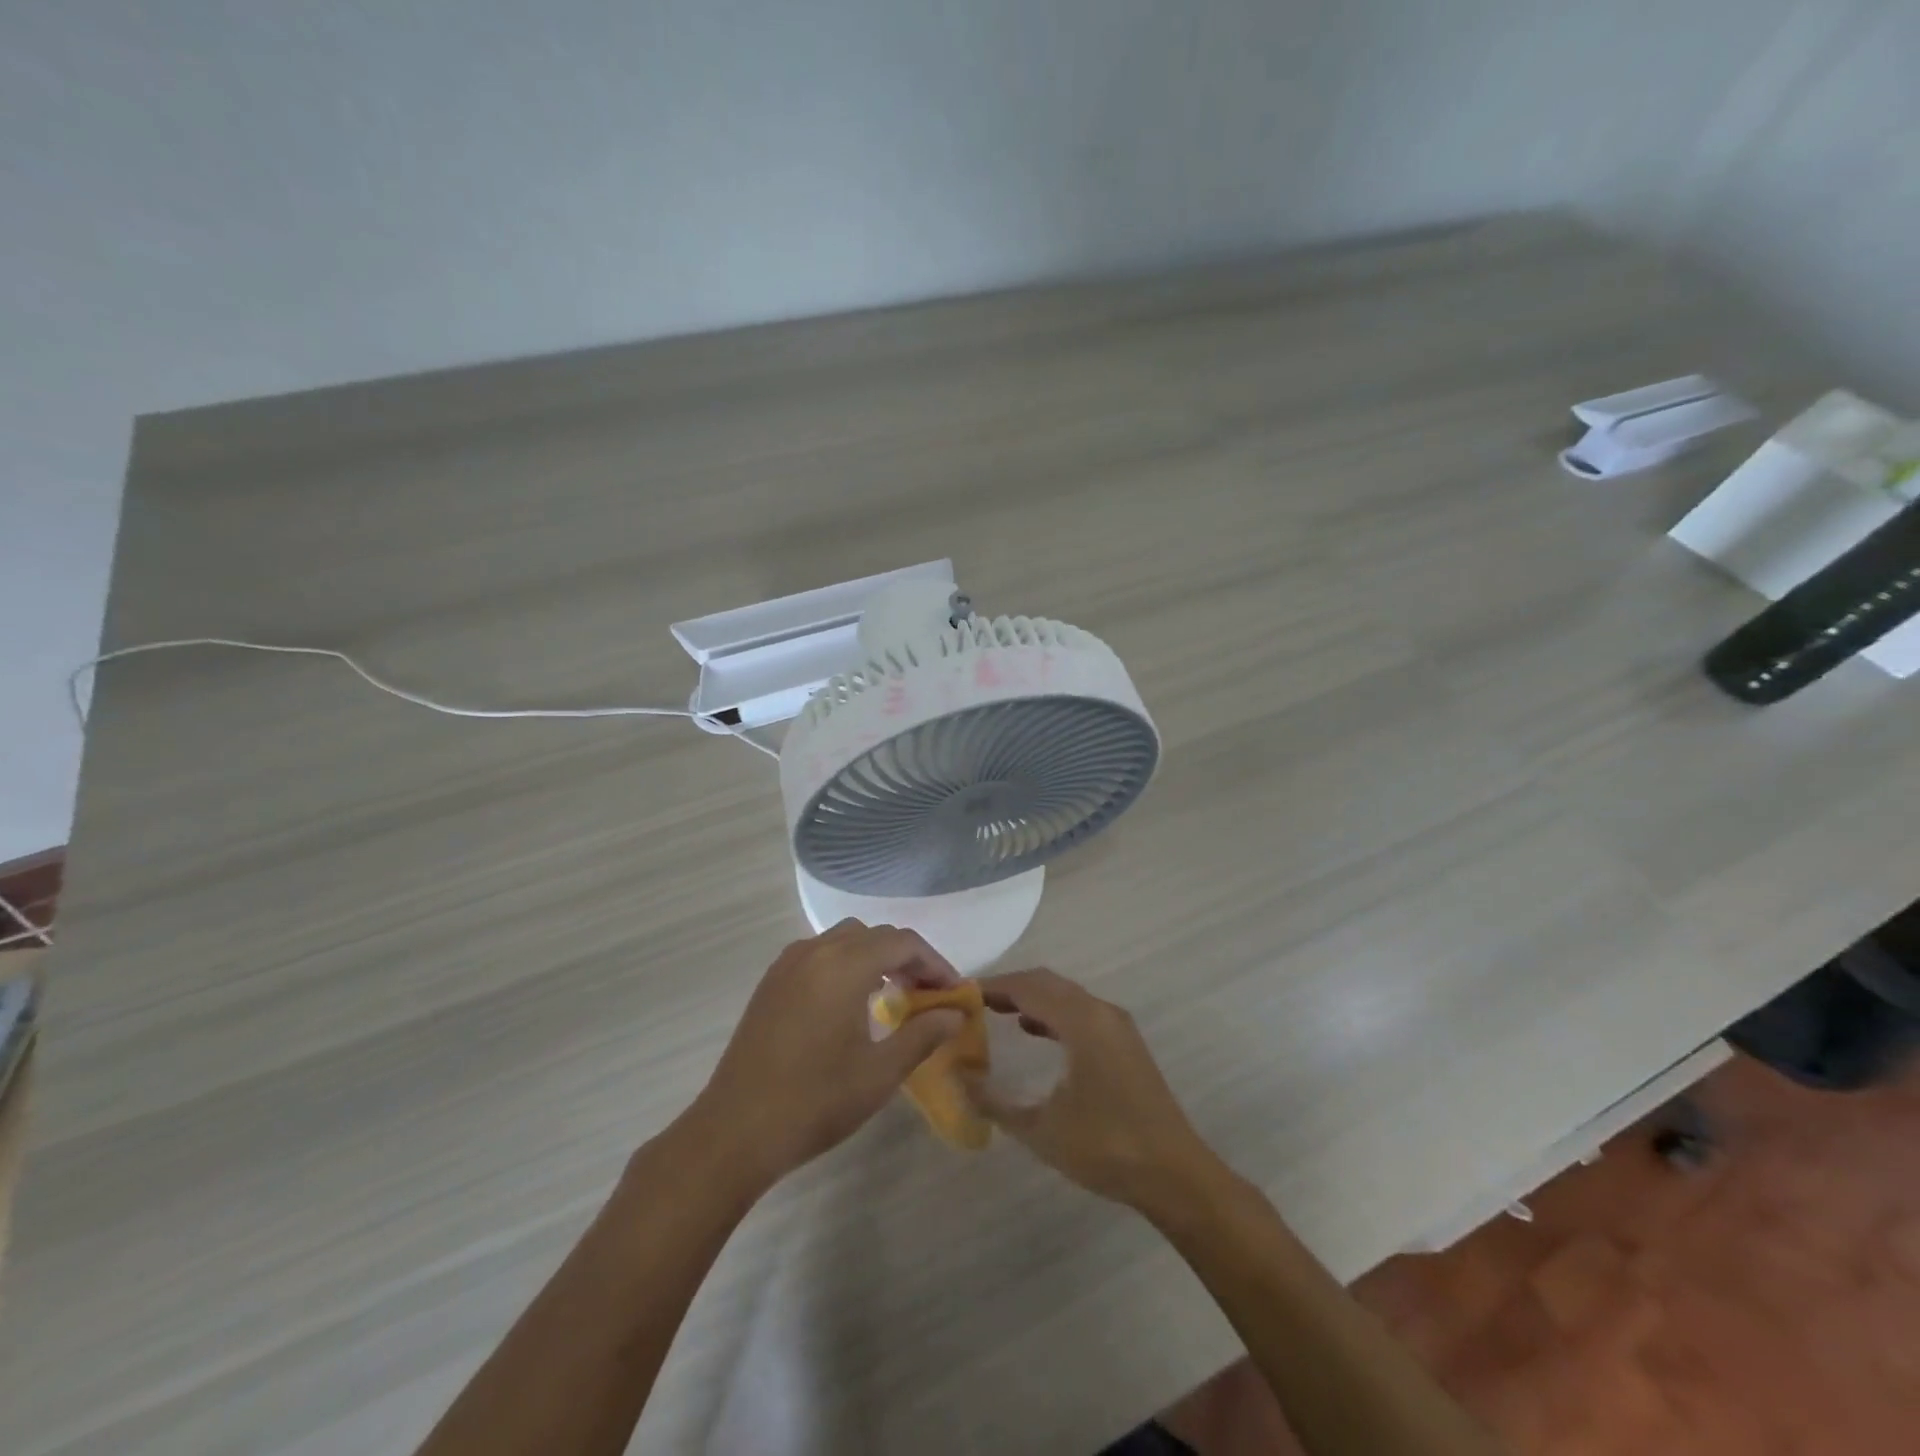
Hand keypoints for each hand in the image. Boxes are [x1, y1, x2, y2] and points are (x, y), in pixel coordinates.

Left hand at [691, 920, 964, 1191]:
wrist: (735, 1131)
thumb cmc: (815, 1101)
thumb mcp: (880, 1073)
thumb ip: (923, 1035)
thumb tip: (956, 1013)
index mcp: (844, 966)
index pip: (903, 942)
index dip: (934, 963)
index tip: (953, 992)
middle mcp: (816, 952)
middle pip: (874, 935)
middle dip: (907, 957)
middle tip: (927, 994)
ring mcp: (788, 964)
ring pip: (845, 940)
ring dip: (875, 957)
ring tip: (892, 995)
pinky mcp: (771, 982)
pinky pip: (819, 954)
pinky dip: (845, 964)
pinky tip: (850, 1002)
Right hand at [966, 968, 1215, 1213]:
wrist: (1175, 1175)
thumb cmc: (1106, 1148)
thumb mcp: (1041, 1129)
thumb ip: (994, 1101)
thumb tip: (957, 1078)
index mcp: (1082, 1021)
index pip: (1028, 987)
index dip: (993, 986)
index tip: (961, 995)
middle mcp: (1101, 1012)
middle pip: (1048, 983)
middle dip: (1010, 987)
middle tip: (974, 1003)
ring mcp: (1117, 1026)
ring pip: (1066, 995)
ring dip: (1032, 999)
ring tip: (996, 1013)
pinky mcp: (1124, 1043)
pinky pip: (1080, 1012)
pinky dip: (1052, 1013)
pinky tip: (1034, 1032)